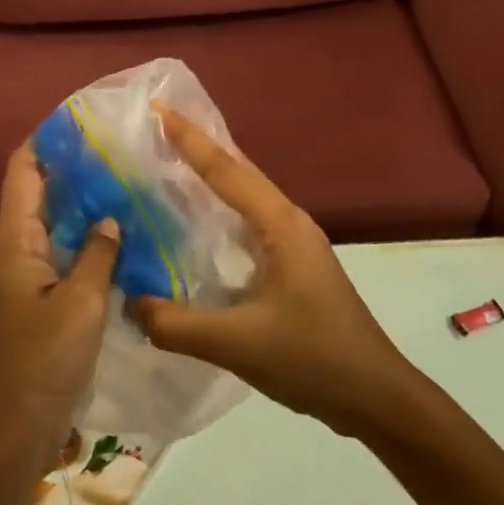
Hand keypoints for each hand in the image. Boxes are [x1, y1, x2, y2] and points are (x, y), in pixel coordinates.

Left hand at [0, 142, 119, 461]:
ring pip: (60, 226)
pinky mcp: (47, 302)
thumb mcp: (80, 303)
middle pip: (42, 194)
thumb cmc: (42, 360)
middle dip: (75, 169)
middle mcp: (21, 250)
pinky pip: (70, 257)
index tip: (82, 120)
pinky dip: (93, 242)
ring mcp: (33, 277)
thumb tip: (110, 217)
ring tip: (131, 185)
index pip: (23, 171)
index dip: (46, 140)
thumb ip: (98, 254)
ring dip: (88, 206)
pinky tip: (128, 240)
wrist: (15, 428)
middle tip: (122, 151)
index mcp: (17, 241)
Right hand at [130, 106, 414, 435]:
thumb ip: (176, 324)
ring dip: (210, 178)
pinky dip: (221, 211)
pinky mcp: (294, 265)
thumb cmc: (312, 358)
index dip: (189, 139)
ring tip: (168, 166)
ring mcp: (295, 243)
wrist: (375, 395)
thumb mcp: (237, 343)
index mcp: (280, 225)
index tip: (157, 109)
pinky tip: (198, 227)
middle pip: (238, 172)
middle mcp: (289, 222)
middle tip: (154, 130)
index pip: (225, 170)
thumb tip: (128, 302)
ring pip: (246, 197)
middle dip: (198, 148)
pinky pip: (249, 222)